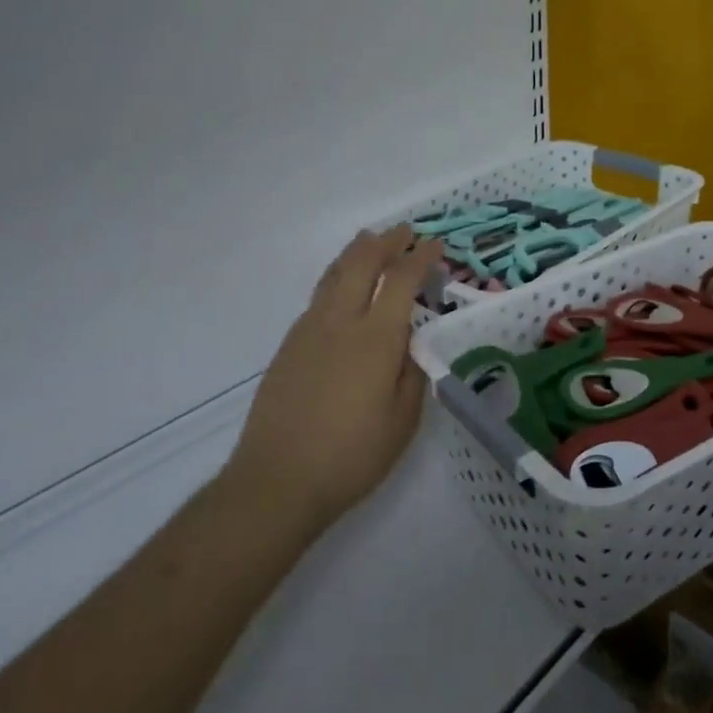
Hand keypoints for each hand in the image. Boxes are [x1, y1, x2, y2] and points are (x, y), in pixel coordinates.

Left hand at [223, 225, 438, 540]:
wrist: (277, 480)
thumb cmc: (351, 456)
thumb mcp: (403, 421)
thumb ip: (411, 373)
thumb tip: (409, 342)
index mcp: (375, 339)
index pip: (401, 280)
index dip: (420, 257)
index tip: (435, 246)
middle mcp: (340, 322)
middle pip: (362, 262)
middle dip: (387, 241)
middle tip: (405, 232)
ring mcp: (309, 330)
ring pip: (334, 274)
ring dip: (357, 252)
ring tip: (371, 241)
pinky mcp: (289, 345)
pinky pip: (319, 296)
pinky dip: (338, 277)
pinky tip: (344, 289)